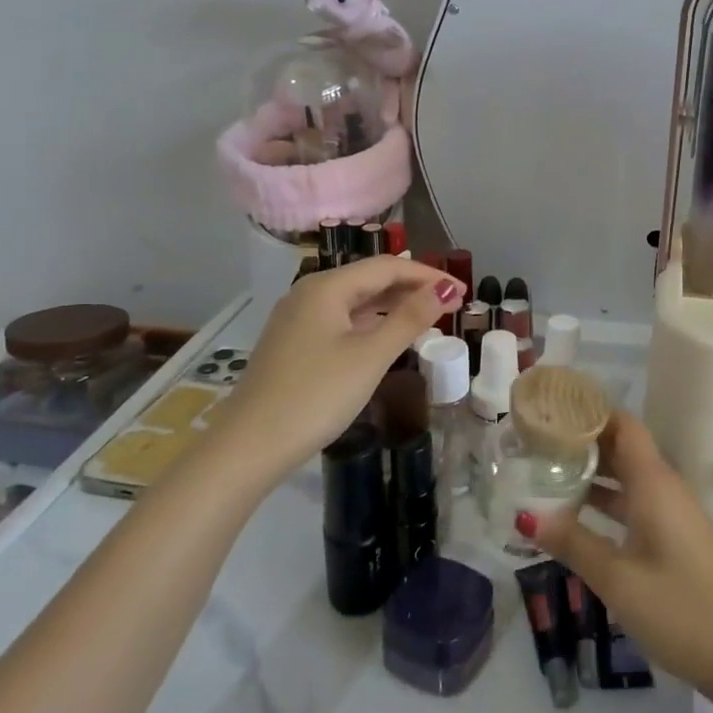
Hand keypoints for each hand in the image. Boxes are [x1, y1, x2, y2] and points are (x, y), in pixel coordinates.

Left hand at [228, 256, 463, 464]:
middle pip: (370, 279)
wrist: (249, 446)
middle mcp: (309, 293)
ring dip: (393, 305)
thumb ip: (410, 319)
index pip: (387, 267)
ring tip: (428, 318)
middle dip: (412, 287)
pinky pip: (341, 320)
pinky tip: (387, 337)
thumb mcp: (370, 356)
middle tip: (451, 304)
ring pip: (355, 301)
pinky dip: (371, 323)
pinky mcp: (293, 343)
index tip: (462, 292)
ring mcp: (297, 319)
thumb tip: (445, 290)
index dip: (428, 275)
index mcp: (327, 287)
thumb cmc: (317, 395)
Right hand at [525, 414, 712, 694]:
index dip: (590, 413)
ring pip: (628, 477)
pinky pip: (636, 502)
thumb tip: (526, 515)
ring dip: (593, 474)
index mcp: (654, 483)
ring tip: (546, 475)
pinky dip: (607, 501)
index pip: (623, 425)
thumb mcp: (616, 578)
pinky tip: (576, 517)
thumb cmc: (678, 609)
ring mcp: (673, 513)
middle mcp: (665, 488)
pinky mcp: (675, 536)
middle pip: (622, 448)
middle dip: (583, 443)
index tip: (551, 413)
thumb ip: (572, 543)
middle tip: (537, 445)